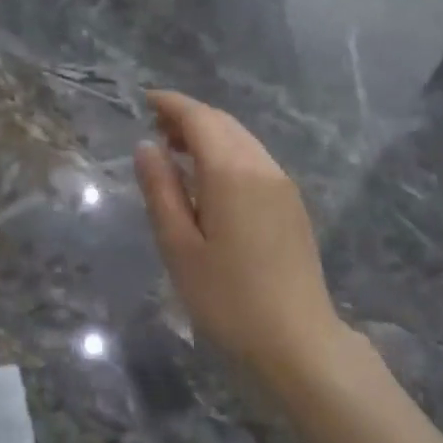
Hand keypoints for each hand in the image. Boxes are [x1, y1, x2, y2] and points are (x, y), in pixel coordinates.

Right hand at [134, 91, 346, 388]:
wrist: (297, 342)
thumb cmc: (227, 299)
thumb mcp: (179, 247)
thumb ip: (161, 191)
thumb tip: (147, 147)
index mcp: (233, 172)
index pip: (200, 119)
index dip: (171, 104)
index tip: (145, 100)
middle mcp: (263, 168)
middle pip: (225, 124)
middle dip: (189, 117)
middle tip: (154, 127)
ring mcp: (284, 186)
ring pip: (243, 141)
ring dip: (210, 135)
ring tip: (177, 152)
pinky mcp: (293, 207)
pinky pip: (256, 162)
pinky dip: (228, 155)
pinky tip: (210, 180)